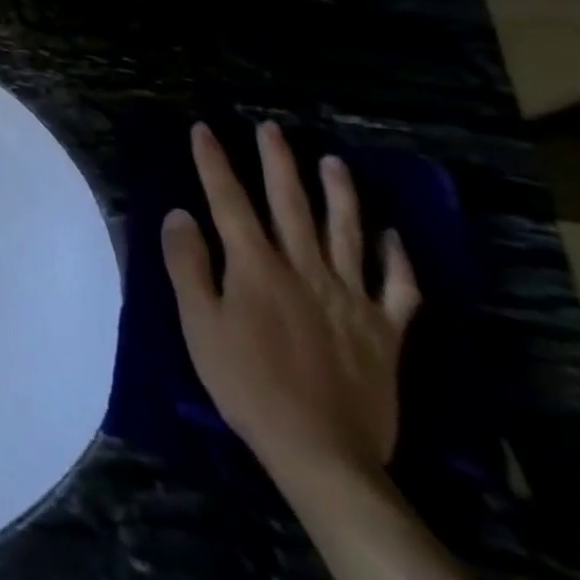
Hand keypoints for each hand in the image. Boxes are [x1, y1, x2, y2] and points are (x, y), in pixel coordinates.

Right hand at [163, 122, 420, 490]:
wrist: (321, 450)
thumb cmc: (245, 383)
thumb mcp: (198, 324)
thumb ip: (188, 265)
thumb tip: (181, 214)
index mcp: (256, 267)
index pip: (229, 201)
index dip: (214, 162)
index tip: (204, 129)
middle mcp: (305, 270)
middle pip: (290, 204)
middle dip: (277, 162)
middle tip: (271, 129)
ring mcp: (351, 298)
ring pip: (347, 233)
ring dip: (340, 194)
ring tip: (333, 162)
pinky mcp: (385, 332)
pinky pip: (398, 288)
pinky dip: (397, 259)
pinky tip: (393, 237)